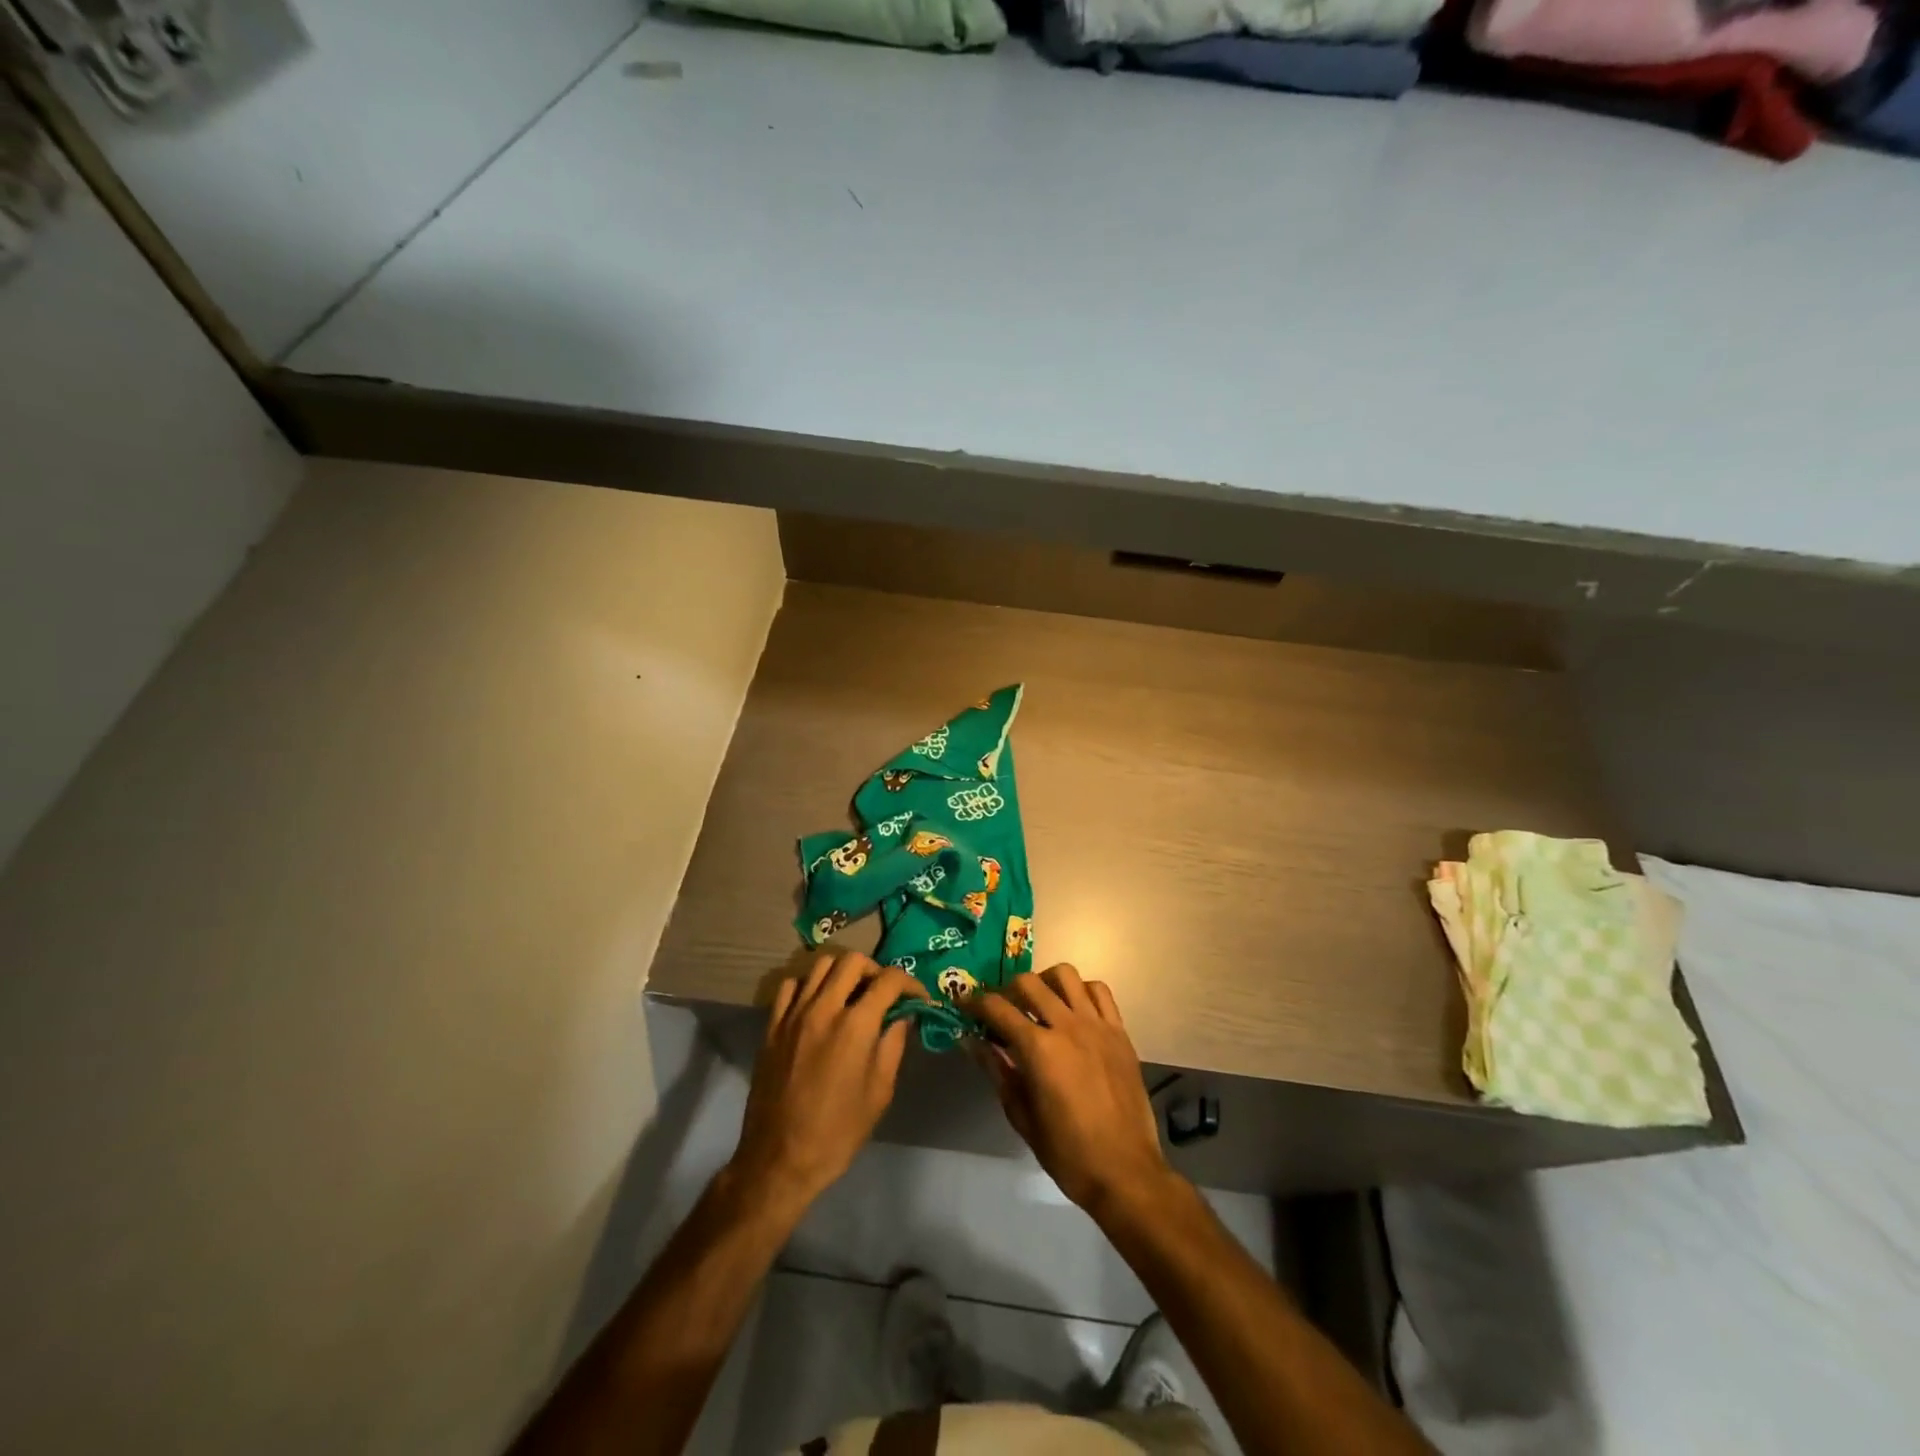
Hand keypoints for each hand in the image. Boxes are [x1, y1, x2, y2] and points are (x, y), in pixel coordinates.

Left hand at [729, 951, 928, 1209]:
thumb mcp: (879, 1092)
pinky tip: (818, 1005)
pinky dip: (809, 985)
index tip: (917, 998)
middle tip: (883, 993)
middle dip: (875, 970)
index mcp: (855, 1026)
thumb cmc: (838, 1132)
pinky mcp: (772, 1026)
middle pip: (853, 960)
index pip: (889, 980)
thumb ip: (893, 1046)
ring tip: (852, 994)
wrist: (780, 1159)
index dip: (910, 984)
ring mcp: (794, 1014)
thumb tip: (902, 1017)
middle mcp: (823, 1008)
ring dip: (842, 972)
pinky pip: (791, 985)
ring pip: (820, 965)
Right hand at [968, 965, 1173, 1217]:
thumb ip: (998, 1071)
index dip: (974, 1003)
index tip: (964, 1005)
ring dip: (1045, 982)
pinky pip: (1099, 992)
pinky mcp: (1120, 1032)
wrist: (1125, 1172)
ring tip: (1039, 1004)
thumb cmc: (1067, 1152)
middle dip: (1007, 990)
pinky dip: (1081, 992)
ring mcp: (1097, 1025)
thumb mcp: (1022, 1116)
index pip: (998, 1009)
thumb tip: (973, 1042)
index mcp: (1039, 1049)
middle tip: (1002, 1010)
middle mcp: (1067, 1026)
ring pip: (1066, 975)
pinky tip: (1073, 1011)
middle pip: (1029, 982)